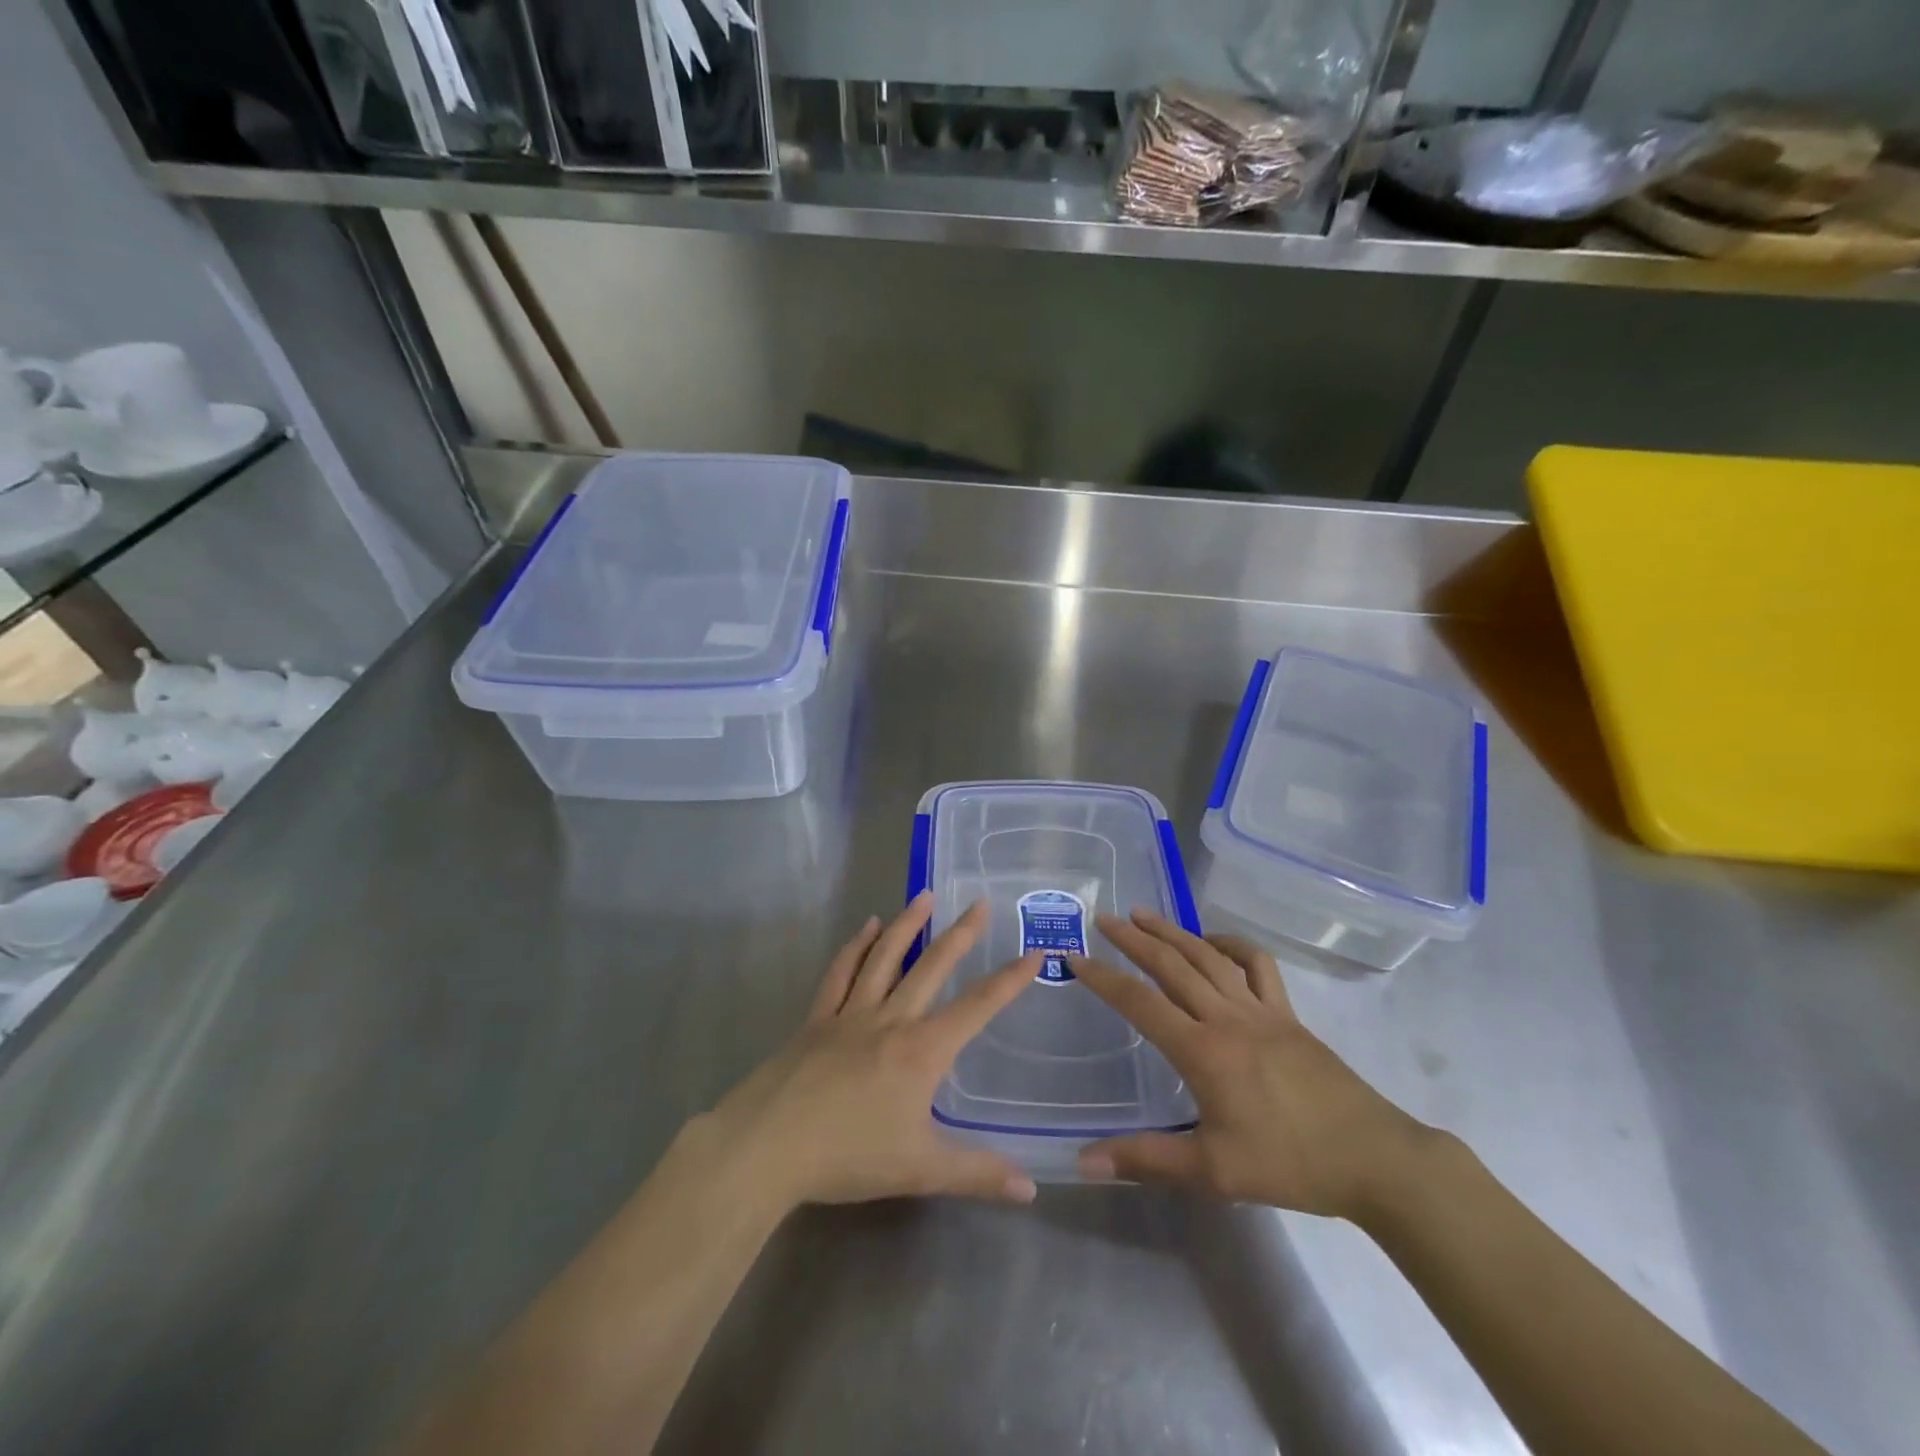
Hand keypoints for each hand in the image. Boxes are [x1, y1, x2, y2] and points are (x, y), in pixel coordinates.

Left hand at [693, 892, 1040, 1210]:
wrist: (768, 1146)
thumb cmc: (848, 1156)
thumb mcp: (920, 1170)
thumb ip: (977, 1174)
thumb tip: (1031, 1189)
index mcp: (921, 1050)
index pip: (977, 1007)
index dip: (1009, 980)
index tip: (1033, 953)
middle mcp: (890, 1019)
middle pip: (931, 967)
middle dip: (960, 934)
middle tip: (980, 902)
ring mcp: (850, 1014)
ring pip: (885, 957)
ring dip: (907, 924)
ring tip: (925, 896)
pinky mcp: (817, 1019)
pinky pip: (841, 973)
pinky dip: (855, 946)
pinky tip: (866, 927)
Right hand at [1069, 910, 1436, 1222]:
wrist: (1373, 1157)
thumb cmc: (1289, 1163)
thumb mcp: (1214, 1171)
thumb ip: (1147, 1160)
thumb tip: (1083, 1160)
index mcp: (1202, 1050)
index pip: (1140, 1003)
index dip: (1103, 978)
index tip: (1075, 957)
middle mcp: (1227, 1017)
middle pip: (1172, 965)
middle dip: (1134, 939)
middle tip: (1104, 919)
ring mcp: (1261, 1010)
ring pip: (1209, 957)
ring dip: (1174, 932)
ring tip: (1145, 915)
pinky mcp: (1288, 1014)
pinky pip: (1257, 966)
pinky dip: (1232, 945)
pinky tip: (1214, 942)